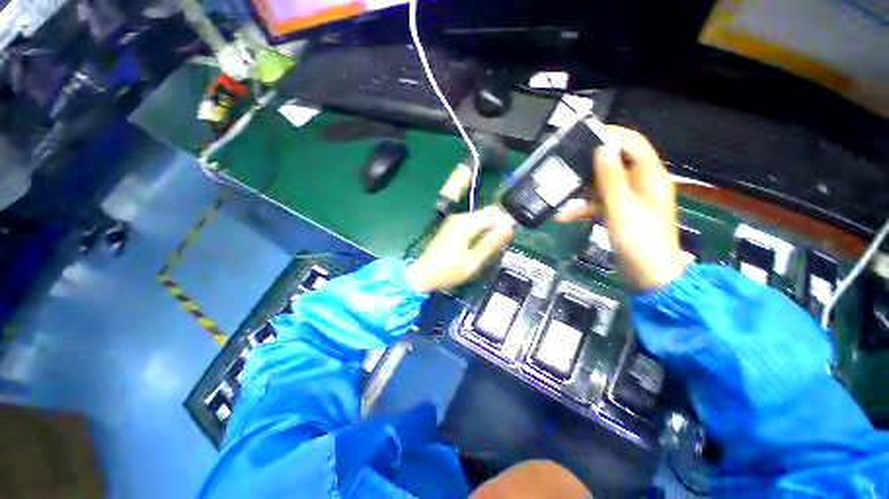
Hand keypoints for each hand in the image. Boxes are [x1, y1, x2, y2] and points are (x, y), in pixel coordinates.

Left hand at [407, 206, 515, 292]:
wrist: (422, 274)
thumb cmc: (448, 271)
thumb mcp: (474, 261)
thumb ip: (492, 243)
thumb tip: (510, 227)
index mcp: (466, 223)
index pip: (494, 211)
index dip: (506, 221)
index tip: (510, 236)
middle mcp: (460, 217)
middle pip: (487, 213)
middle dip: (499, 226)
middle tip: (502, 245)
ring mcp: (455, 221)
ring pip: (481, 218)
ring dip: (490, 230)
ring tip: (492, 248)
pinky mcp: (453, 227)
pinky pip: (473, 224)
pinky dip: (481, 232)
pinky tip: (481, 246)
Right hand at [555, 126, 685, 290]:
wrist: (649, 278)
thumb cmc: (639, 240)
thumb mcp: (622, 207)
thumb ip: (611, 178)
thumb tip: (602, 148)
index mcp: (649, 178)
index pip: (633, 145)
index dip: (612, 136)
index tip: (585, 136)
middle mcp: (640, 185)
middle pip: (615, 164)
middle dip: (590, 164)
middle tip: (566, 163)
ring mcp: (629, 202)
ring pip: (603, 186)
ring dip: (582, 190)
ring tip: (560, 191)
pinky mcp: (619, 217)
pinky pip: (599, 206)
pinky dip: (583, 210)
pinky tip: (563, 217)